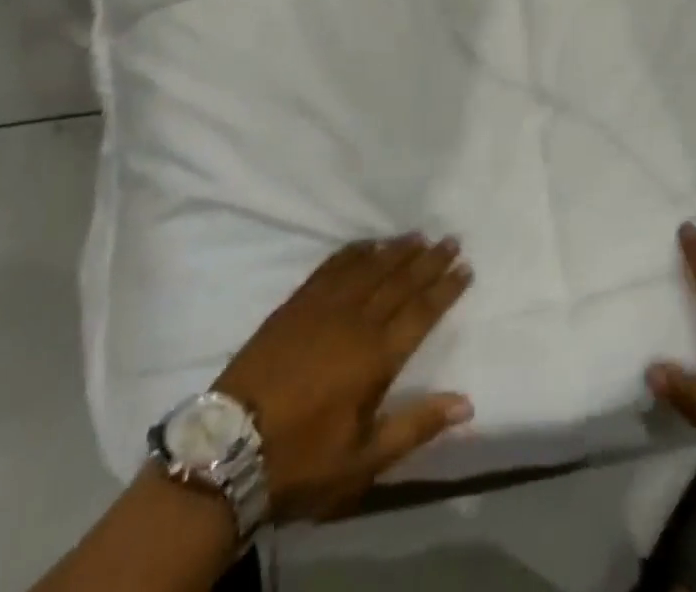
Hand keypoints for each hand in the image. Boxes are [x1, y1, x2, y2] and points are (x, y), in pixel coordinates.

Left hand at [213, 235, 473, 522]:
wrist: (229, 447)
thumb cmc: (301, 460)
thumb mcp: (362, 460)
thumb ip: (415, 426)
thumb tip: (466, 403)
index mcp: (375, 357)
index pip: (421, 312)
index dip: (445, 289)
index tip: (465, 267)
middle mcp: (355, 321)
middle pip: (400, 281)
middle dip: (429, 260)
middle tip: (451, 239)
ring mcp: (323, 307)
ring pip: (370, 267)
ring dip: (396, 250)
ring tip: (418, 236)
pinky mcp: (296, 303)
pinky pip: (332, 266)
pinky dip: (354, 252)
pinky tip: (366, 244)